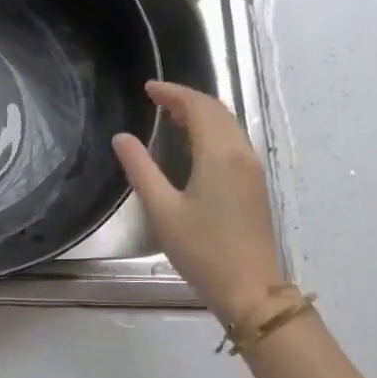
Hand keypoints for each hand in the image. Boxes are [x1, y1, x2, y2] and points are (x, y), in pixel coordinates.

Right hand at [113, 80, 282, 326]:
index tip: (148, 88)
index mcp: (219, 154)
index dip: (172, 93)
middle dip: (187, 99)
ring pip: (228, 126)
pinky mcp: (254, 185)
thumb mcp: (162, 210)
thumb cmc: (202, 250)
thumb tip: (122, 138)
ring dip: (200, 115)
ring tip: (169, 117)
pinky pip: (232, 142)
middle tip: (156, 99)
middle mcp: (241, 153)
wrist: (249, 289)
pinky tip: (192, 145)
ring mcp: (252, 169)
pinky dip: (211, 132)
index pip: (198, 107)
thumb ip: (140, 169)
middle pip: (217, 111)